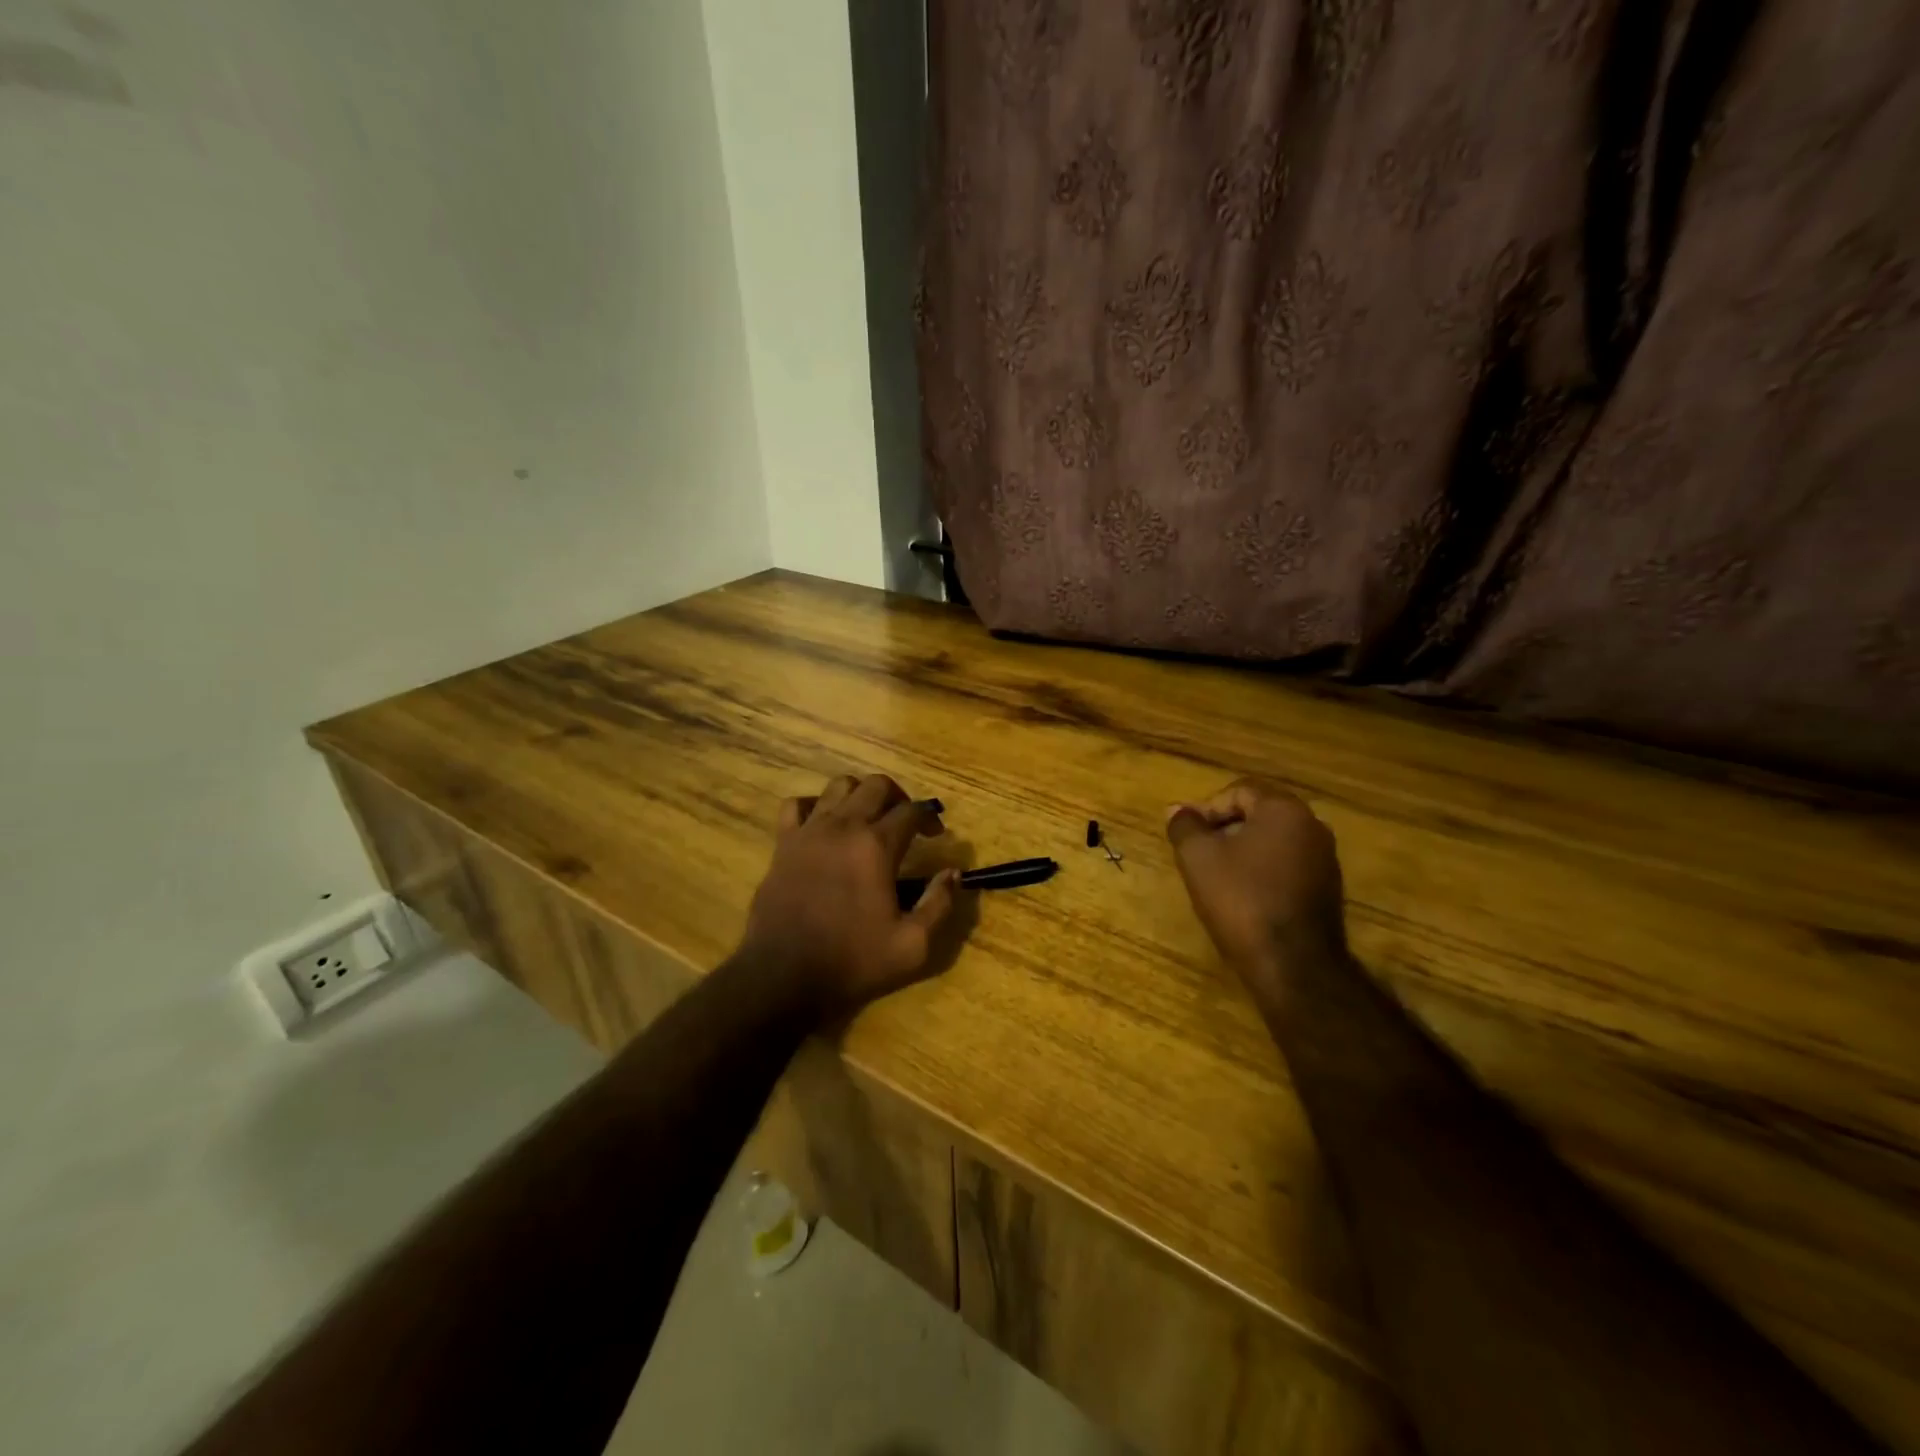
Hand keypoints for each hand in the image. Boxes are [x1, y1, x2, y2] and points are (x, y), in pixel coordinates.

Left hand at [740, 774, 960, 1017]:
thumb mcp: (912, 945)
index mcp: (877, 846)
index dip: (930, 816)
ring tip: (868, 819)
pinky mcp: (783, 844)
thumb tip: (953, 873)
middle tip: (906, 823)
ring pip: (839, 786)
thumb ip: (939, 904)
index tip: (936, 835)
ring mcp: (809, 831)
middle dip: (898, 797)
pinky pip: (796, 805)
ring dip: (860, 795)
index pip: (912, 810)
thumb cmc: (852, 961)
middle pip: (876, 785)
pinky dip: (814, 806)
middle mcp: (843, 826)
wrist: (784, 976)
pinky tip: (823, 826)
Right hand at [1166, 778, 1346, 997]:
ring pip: (1274, 841)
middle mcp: (1312, 826)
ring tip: (1217, 877)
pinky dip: (1263, 872)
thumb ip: (1184, 826)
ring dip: (1243, 851)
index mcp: (1284, 810)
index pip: (1239, 790)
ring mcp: (1325, 859)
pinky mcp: (1327, 889)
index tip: (1188, 836)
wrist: (1293, 965)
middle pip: (1259, 813)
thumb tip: (1176, 810)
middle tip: (1199, 853)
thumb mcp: (1198, 858)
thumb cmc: (1241, 900)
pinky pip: (1287, 865)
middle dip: (1224, 829)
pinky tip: (1244, 897)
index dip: (1207, 808)